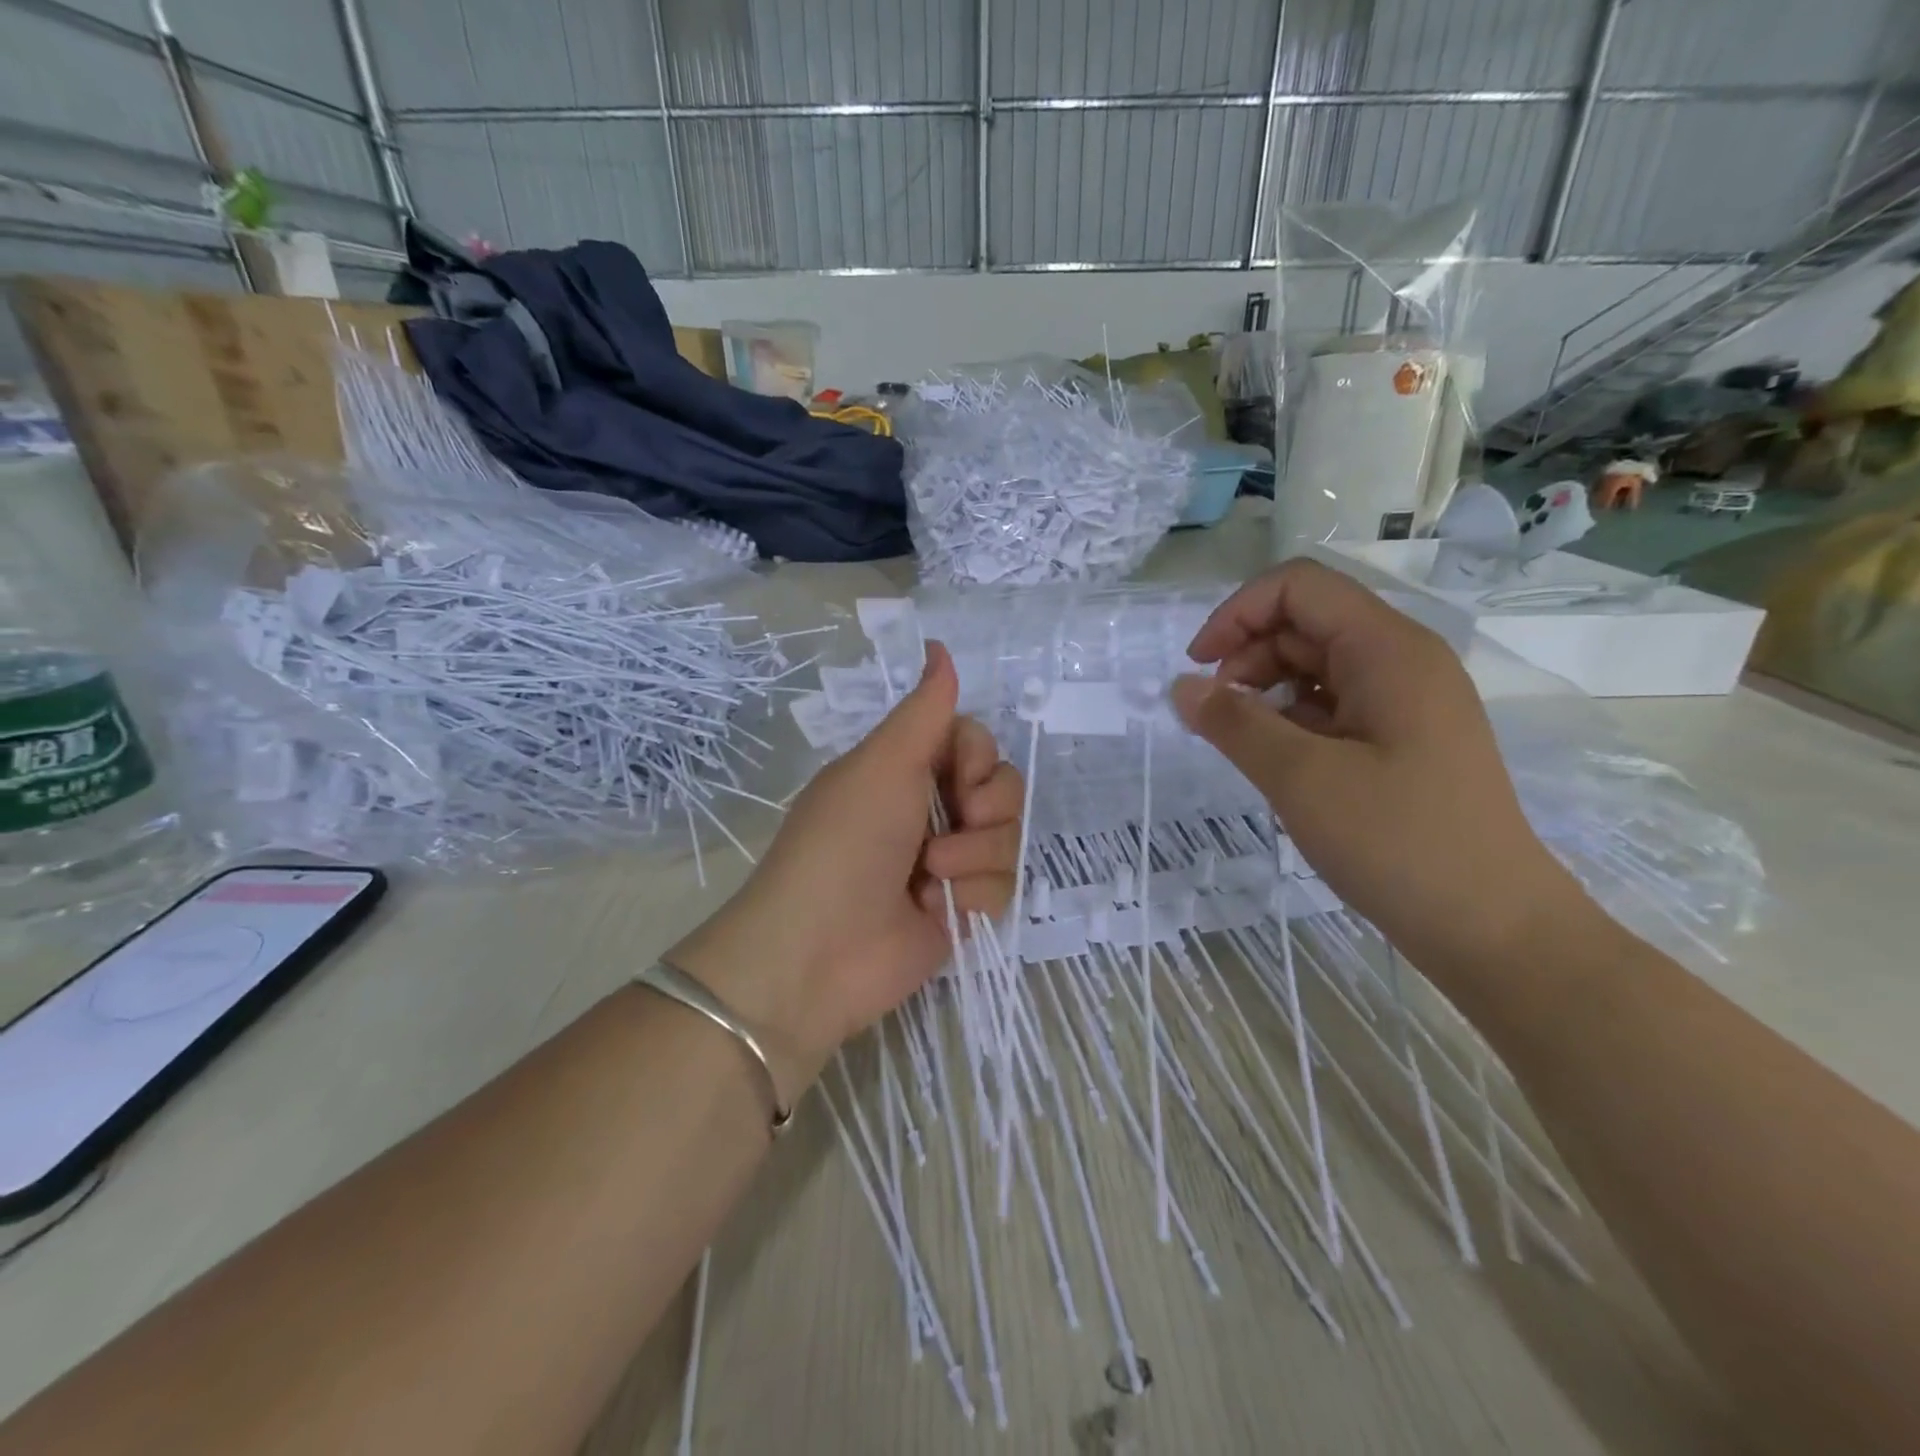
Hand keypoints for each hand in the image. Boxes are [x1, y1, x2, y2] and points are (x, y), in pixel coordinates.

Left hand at [668, 642, 1021, 1101]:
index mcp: (906, 769)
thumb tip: (938, 644)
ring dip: (975, 854)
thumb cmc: (845, 842)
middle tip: (952, 821)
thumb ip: (924, 709)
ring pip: (1009, 837)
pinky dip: (975, 895)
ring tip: (931, 875)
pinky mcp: (962, 909)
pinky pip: (1004, 886)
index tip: (957, 776)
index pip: (975, 742)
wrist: (819, 951)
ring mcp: (949, 862)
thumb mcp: (883, 764)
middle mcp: (930, 810)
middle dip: (985, 805)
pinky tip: (940, 909)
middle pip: (1002, 787)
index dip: (978, 756)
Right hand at [1171, 559, 1585, 982]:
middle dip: (1248, 654)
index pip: (1299, 587)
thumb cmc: (1398, 843)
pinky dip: (1293, 717)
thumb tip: (1181, 686)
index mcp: (1388, 650)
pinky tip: (1278, 758)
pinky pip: (1334, 702)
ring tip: (1243, 740)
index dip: (1237, 613)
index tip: (1198, 668)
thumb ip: (1234, 723)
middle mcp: (1402, 660)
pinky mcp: (1403, 737)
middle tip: (1216, 714)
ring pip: (1317, 663)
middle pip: (1306, 621)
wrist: (1492, 927)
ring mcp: (1407, 700)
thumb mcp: (1301, 778)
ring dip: (1267, 688)